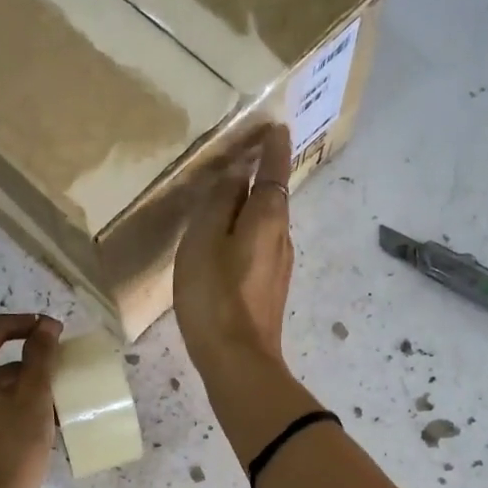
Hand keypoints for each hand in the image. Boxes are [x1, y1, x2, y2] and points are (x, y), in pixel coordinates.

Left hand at [0, 313, 61, 487]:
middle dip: (27, 356)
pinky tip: (37, 416)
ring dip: (21, 382)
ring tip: (55, 392)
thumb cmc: (9, 449)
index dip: (29, 325)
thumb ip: (40, 357)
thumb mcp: (33, 399)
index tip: (58, 331)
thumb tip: (47, 325)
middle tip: (59, 361)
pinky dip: (8, 401)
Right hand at [173, 123, 294, 379]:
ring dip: (253, 207)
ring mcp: (280, 266)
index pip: (275, 170)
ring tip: (228, 199)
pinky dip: (248, 233)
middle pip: (274, 197)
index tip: (275, 126)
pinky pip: (261, 247)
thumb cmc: (214, 296)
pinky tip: (229, 244)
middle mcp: (283, 237)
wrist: (238, 361)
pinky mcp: (271, 289)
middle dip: (262, 175)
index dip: (273, 147)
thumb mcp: (204, 241)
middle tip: (244, 156)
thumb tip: (237, 175)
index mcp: (268, 217)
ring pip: (267, 224)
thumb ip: (219, 202)